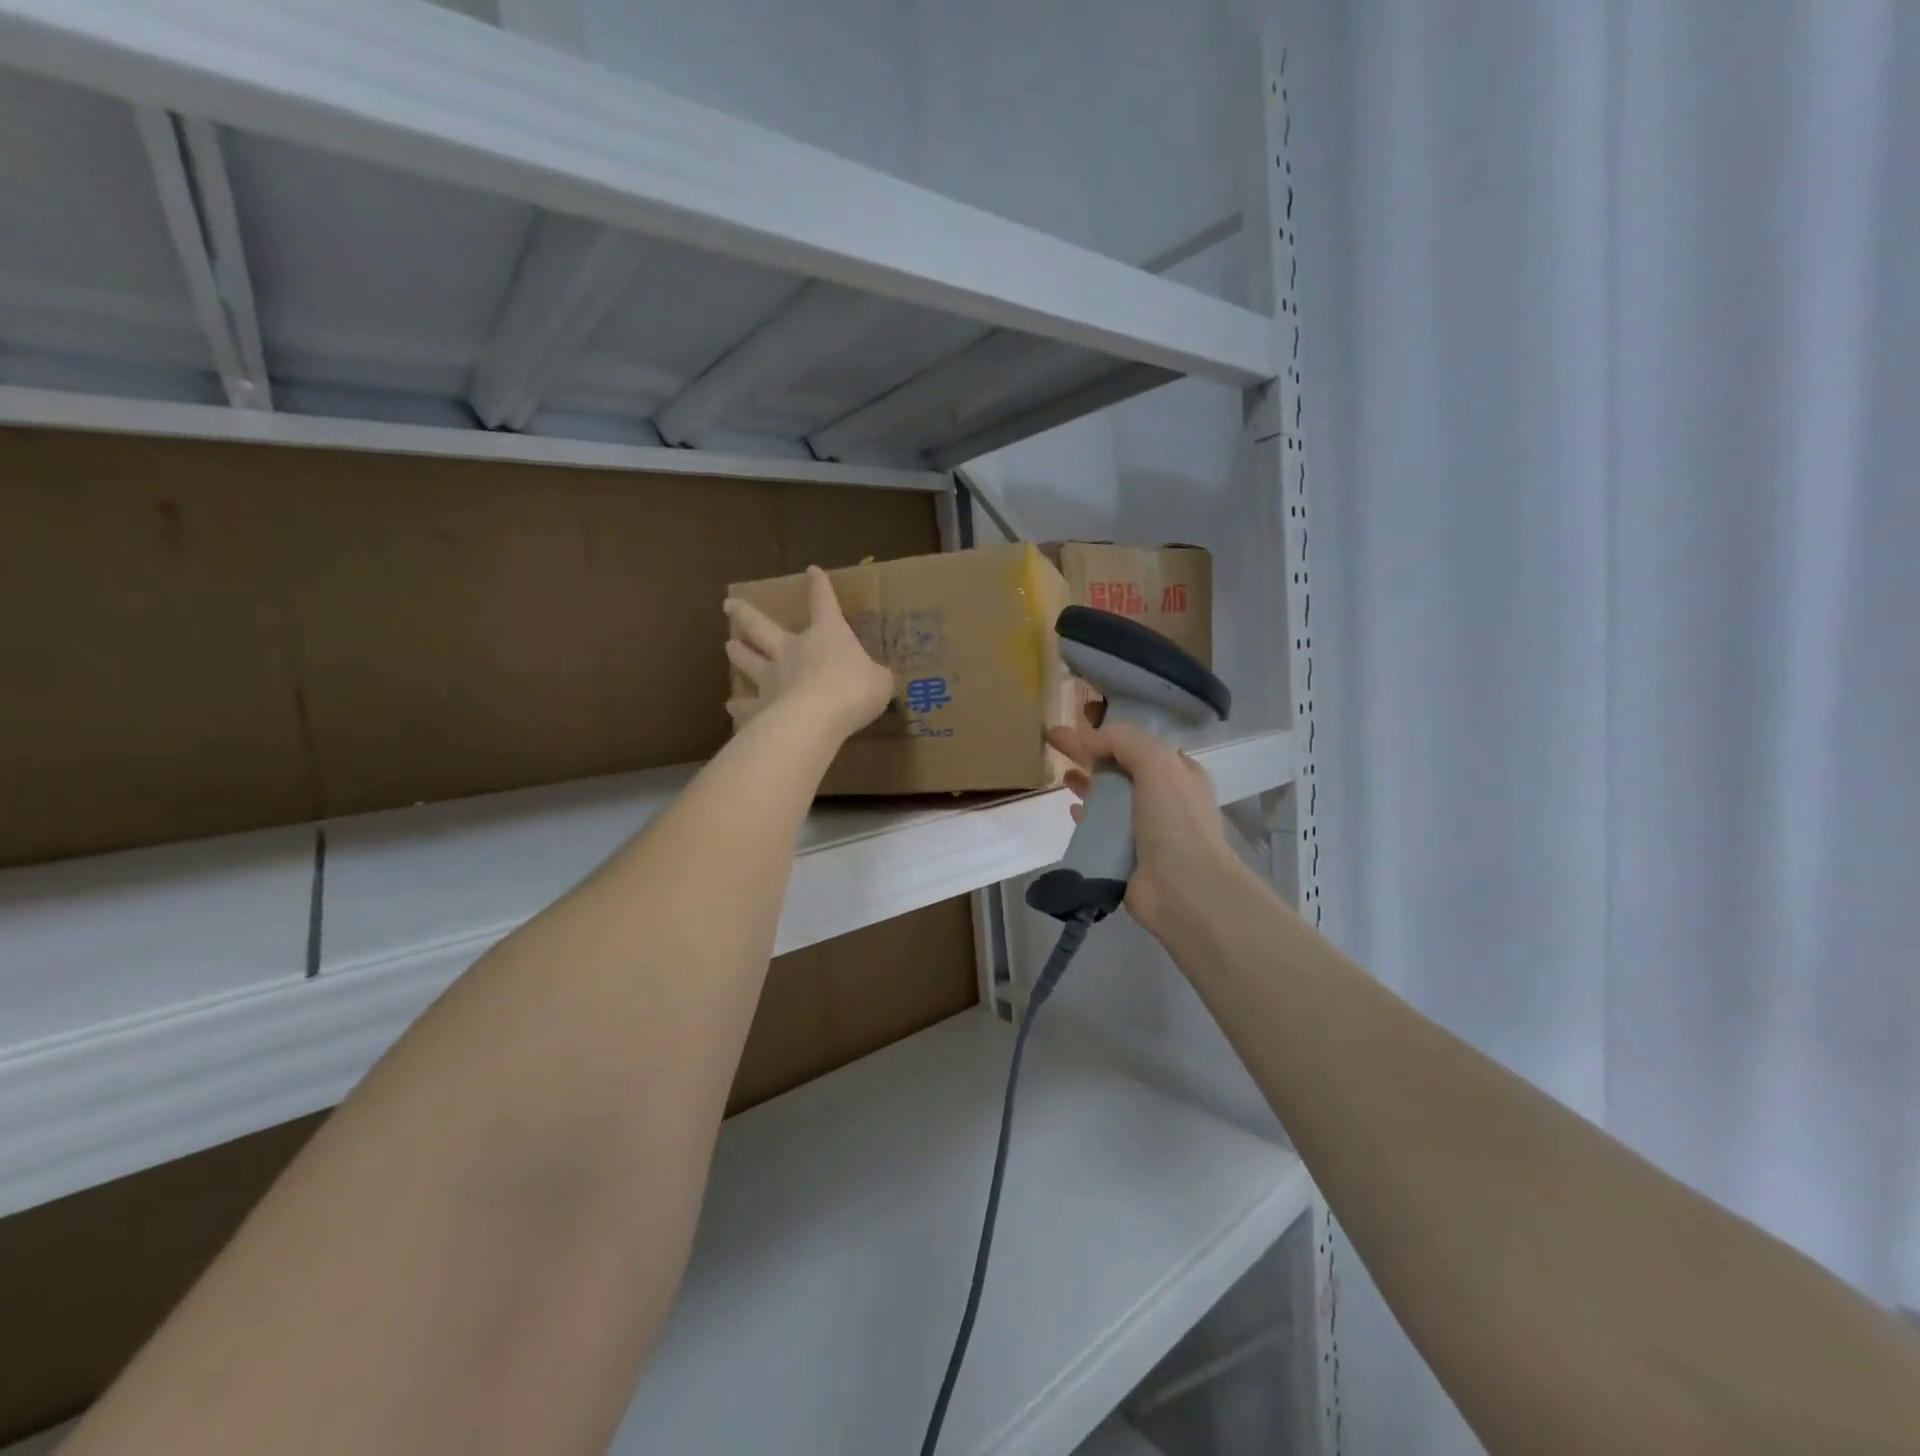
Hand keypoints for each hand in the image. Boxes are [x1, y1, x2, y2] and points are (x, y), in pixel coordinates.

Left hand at [725, 567, 893, 741]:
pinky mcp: (761, 707)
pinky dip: (738, 707)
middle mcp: (792, 650)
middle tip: (729, 605)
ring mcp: (771, 678)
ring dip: (738, 652)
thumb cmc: (854, 690)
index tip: (812, 570)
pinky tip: (730, 707)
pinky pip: (746, 705)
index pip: (823, 602)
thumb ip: (874, 676)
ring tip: (729, 646)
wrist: (818, 716)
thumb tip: (874, 679)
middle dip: (746, 614)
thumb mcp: (879, 681)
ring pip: (748, 660)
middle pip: (762, 627)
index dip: (820, 586)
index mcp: (826, 635)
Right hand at [1046, 721, 1237, 938]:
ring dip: (1087, 784)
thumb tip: (1086, 736)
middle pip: (1120, 769)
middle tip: (1053, 740)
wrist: (1184, 889)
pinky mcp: (1126, 856)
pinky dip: (1085, 817)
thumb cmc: (1175, 820)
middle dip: (1089, 753)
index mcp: (1179, 774)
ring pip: (1110, 799)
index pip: (1141, 745)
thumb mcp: (1157, 762)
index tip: (1079, 724)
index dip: (1111, 733)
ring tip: (1060, 774)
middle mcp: (1164, 799)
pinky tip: (1070, 810)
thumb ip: (1122, 740)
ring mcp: (1145, 830)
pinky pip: (1101, 830)